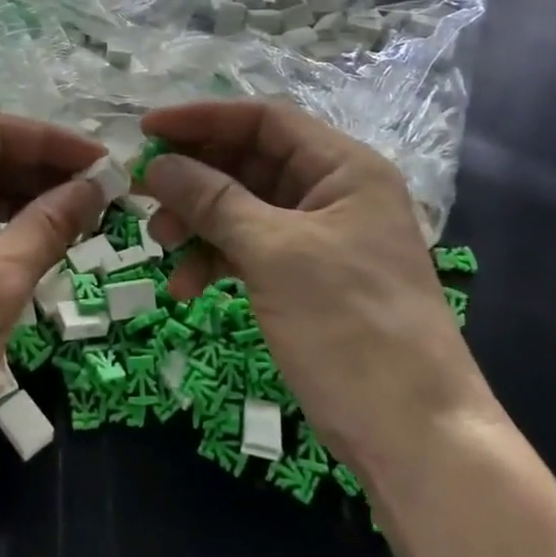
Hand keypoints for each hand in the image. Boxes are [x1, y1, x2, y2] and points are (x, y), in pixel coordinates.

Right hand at [139, 100, 488, 467]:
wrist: (414, 437)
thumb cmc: (350, 326)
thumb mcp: (275, 254)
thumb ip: (212, 201)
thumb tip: (156, 164)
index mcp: (343, 168)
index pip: (264, 120)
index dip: (203, 119)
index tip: (147, 129)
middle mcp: (332, 193)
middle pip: (249, 162)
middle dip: (194, 177)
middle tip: (141, 192)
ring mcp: (318, 238)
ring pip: (242, 208)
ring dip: (198, 222)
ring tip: (160, 244)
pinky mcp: (304, 279)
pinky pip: (248, 249)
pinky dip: (214, 260)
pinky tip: (185, 285)